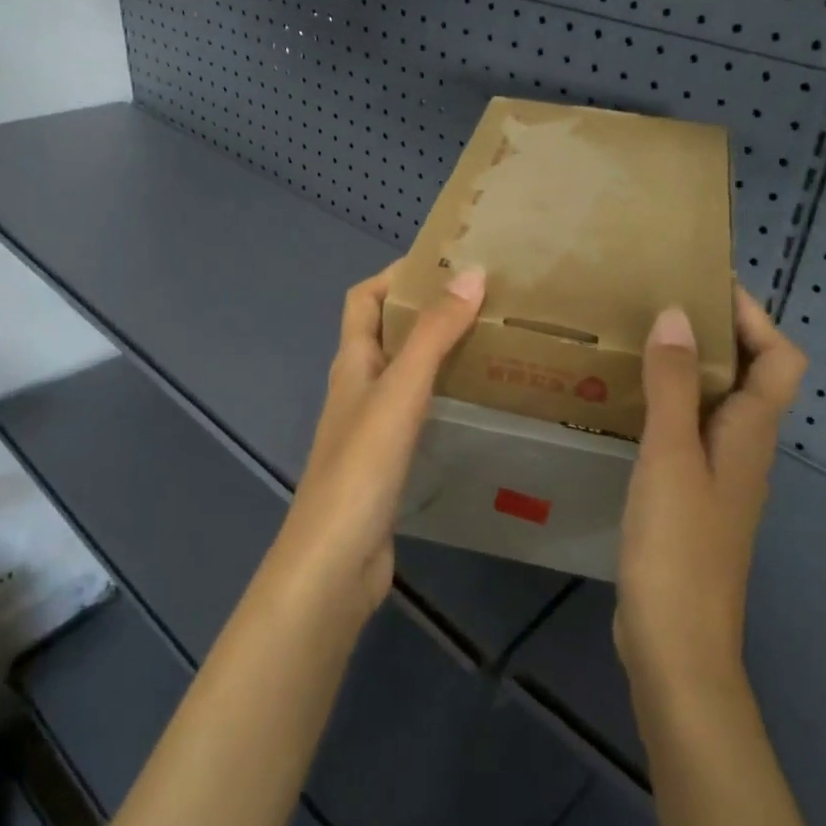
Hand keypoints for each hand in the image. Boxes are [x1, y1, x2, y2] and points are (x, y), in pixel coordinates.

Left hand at [270, 263, 486, 618]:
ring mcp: (370, 427)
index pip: (363, 298)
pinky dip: (442, 395)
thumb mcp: (401, 392)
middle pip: (386, 332)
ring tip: (490, 342)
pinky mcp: (386, 461)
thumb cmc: (362, 467)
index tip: (446, 264)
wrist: (335, 560)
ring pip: (404, 373)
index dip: (396, 275)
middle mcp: (357, 387)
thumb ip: (435, 335)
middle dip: (427, 310)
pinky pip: (416, 411)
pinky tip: (474, 404)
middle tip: (484, 301)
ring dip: (437, 352)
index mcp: (352, 362)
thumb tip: (471, 273)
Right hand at [614, 286, 808, 695]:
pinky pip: (687, 432)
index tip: (705, 283)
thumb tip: (678, 314)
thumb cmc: (678, 547)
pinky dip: (666, 406)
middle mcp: (745, 448)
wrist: (676, 645)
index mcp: (753, 433)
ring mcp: (719, 476)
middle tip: (656, 304)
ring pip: (715, 404)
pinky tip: (623, 405)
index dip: (755, 316)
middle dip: (715, 334)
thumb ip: (674, 385)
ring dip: (687, 369)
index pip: (781, 357)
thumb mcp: (670, 456)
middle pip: (750, 375)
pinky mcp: (691, 498)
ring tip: (635, 342)